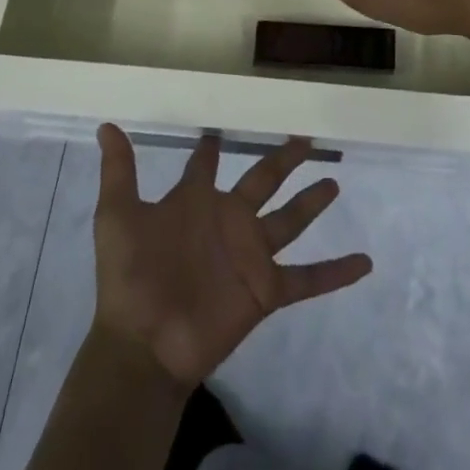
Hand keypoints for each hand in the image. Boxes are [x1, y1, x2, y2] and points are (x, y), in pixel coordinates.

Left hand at [89, 124, 372, 389]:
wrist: (144, 344)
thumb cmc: (130, 276)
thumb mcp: (118, 217)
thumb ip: (119, 171)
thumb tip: (105, 125)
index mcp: (195, 201)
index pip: (206, 165)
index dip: (212, 147)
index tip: (223, 126)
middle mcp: (228, 220)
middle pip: (262, 180)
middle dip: (282, 159)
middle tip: (305, 136)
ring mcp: (250, 254)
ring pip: (290, 220)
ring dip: (312, 203)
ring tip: (335, 180)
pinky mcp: (266, 289)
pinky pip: (308, 279)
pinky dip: (336, 272)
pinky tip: (365, 261)